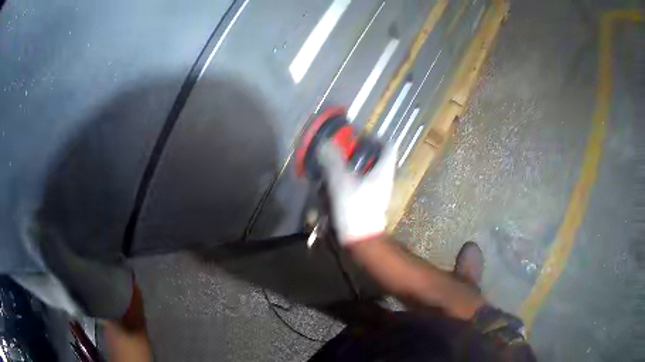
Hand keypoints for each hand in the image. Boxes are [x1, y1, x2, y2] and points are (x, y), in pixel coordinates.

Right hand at [317, 141, 396, 243]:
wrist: (360, 238)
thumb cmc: (355, 208)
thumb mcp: (341, 181)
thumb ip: (333, 161)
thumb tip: (326, 143)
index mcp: (383, 171)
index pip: (388, 147)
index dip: (376, 138)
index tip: (359, 137)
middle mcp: (384, 179)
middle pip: (377, 158)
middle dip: (360, 152)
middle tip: (343, 150)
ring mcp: (378, 191)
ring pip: (368, 171)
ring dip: (353, 166)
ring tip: (335, 166)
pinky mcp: (369, 201)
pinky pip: (361, 183)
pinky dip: (350, 179)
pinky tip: (335, 183)